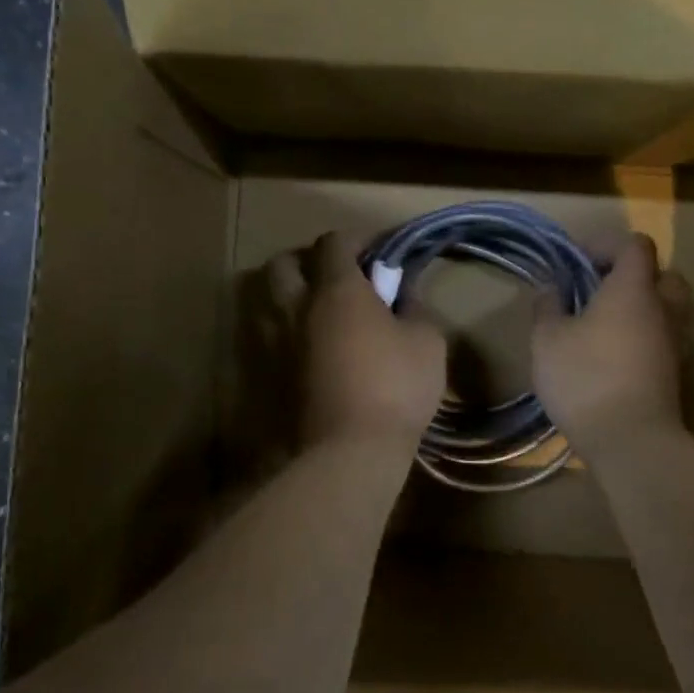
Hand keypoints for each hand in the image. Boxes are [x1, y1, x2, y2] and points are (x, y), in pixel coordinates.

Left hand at [269, 232, 446, 449]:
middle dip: (306, 261)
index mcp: (336, 290)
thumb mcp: (427, 342)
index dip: (355, 240)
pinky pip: (267, 339)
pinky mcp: (266, 376)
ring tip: (316, 313)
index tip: (377, 254)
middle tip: (333, 277)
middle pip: (283, 263)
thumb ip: (415, 309)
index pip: (333, 242)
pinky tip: (307, 350)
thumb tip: (405, 295)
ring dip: (288, 296)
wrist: (348, 452)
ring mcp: (275, 343)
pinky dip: (283, 333)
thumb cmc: (395, 387)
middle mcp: (297, 307)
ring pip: (265, 301)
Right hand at [532, 233, 690, 454]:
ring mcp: (674, 343)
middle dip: (634, 274)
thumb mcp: (548, 339)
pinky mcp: (674, 373)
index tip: (577, 259)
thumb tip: (550, 287)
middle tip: (601, 288)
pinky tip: (614, 354)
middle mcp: (663, 309)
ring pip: (667, 309)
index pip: (635, 245)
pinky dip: (644, 336)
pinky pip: (663, 338)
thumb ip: (548, 307)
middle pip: (663, 274)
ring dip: (642, 307)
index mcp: (633, 289)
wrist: (631, 441)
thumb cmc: (586, 378)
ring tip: (605, 323)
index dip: (607, 243)